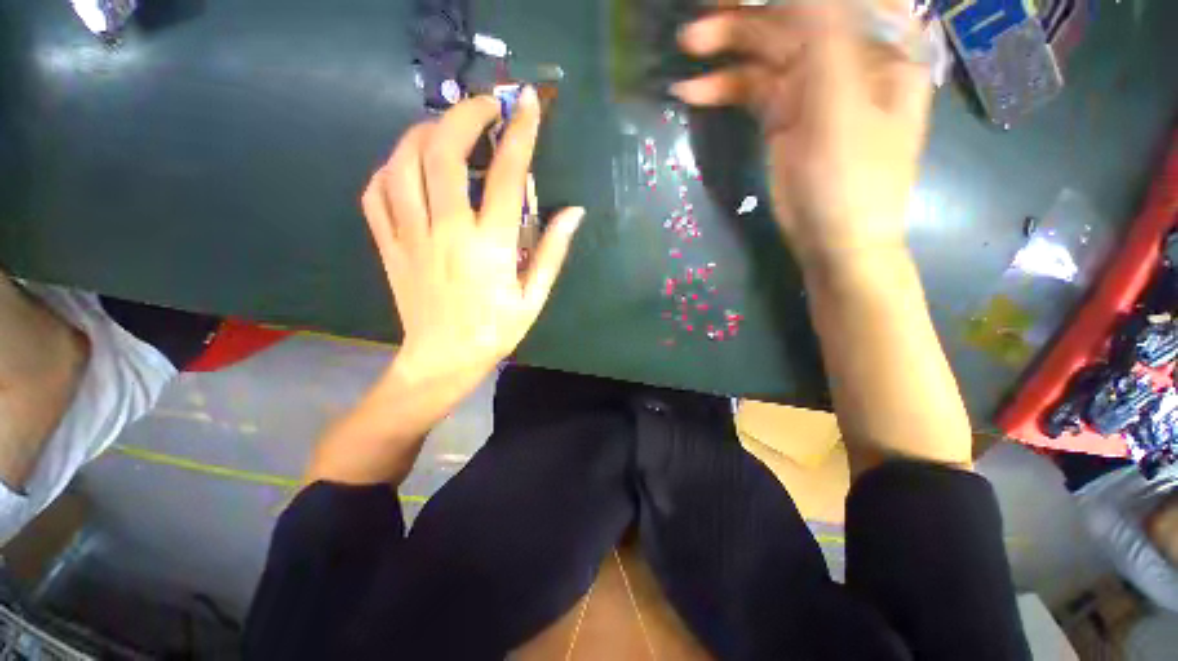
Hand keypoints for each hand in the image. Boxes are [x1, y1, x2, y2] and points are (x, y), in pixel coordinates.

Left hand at [361, 88, 584, 381]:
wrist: (442, 361)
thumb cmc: (495, 331)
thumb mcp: (534, 297)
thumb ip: (553, 252)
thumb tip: (573, 213)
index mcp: (489, 247)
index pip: (505, 176)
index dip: (519, 133)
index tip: (525, 103)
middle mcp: (446, 233)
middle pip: (441, 153)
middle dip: (463, 116)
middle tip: (484, 107)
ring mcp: (409, 237)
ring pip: (402, 164)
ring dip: (423, 134)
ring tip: (444, 128)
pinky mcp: (388, 247)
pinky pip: (376, 194)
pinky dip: (389, 168)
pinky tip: (407, 166)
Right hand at [672, 0, 930, 263]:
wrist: (833, 240)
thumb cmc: (851, 180)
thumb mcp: (841, 107)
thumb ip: (823, 39)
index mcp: (880, 42)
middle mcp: (847, 53)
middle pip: (793, 15)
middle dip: (747, 12)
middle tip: (703, 10)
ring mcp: (811, 84)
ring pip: (765, 50)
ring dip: (726, 48)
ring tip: (687, 45)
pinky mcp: (783, 114)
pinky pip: (750, 89)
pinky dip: (722, 88)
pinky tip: (693, 91)